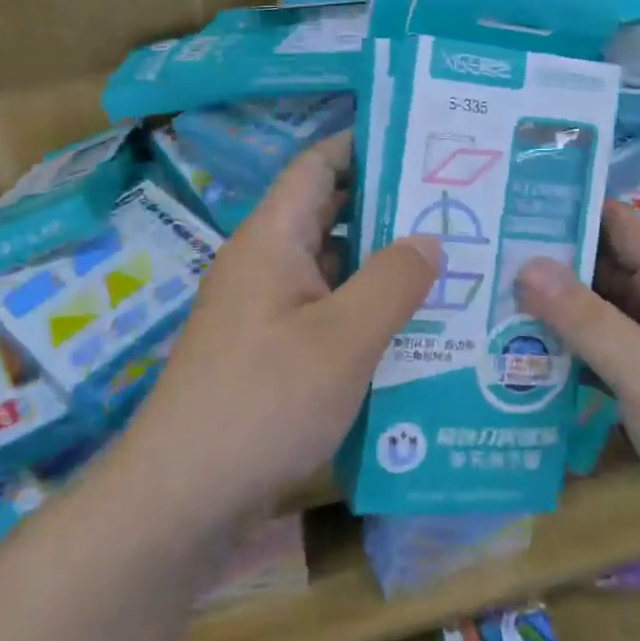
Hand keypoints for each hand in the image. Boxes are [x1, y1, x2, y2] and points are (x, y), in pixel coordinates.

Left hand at [123, 133, 440, 529]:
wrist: (183, 496)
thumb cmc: (264, 402)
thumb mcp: (343, 339)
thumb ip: (392, 282)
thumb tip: (429, 239)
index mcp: (272, 239)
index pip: (318, 165)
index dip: (364, 145)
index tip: (422, 143)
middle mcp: (265, 263)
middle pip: (330, 214)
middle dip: (389, 209)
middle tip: (455, 208)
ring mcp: (265, 309)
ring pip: (332, 267)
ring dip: (382, 265)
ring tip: (450, 264)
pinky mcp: (270, 351)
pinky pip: (325, 311)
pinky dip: (365, 310)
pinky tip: (413, 328)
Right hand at [517, 201, 639, 567]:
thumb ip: (583, 317)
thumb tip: (525, 264)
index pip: (616, 223)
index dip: (565, 210)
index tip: (504, 207)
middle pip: (602, 270)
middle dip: (546, 267)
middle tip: (478, 261)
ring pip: (599, 317)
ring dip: (552, 316)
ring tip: (482, 306)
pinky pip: (605, 360)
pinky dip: (569, 357)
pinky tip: (516, 362)